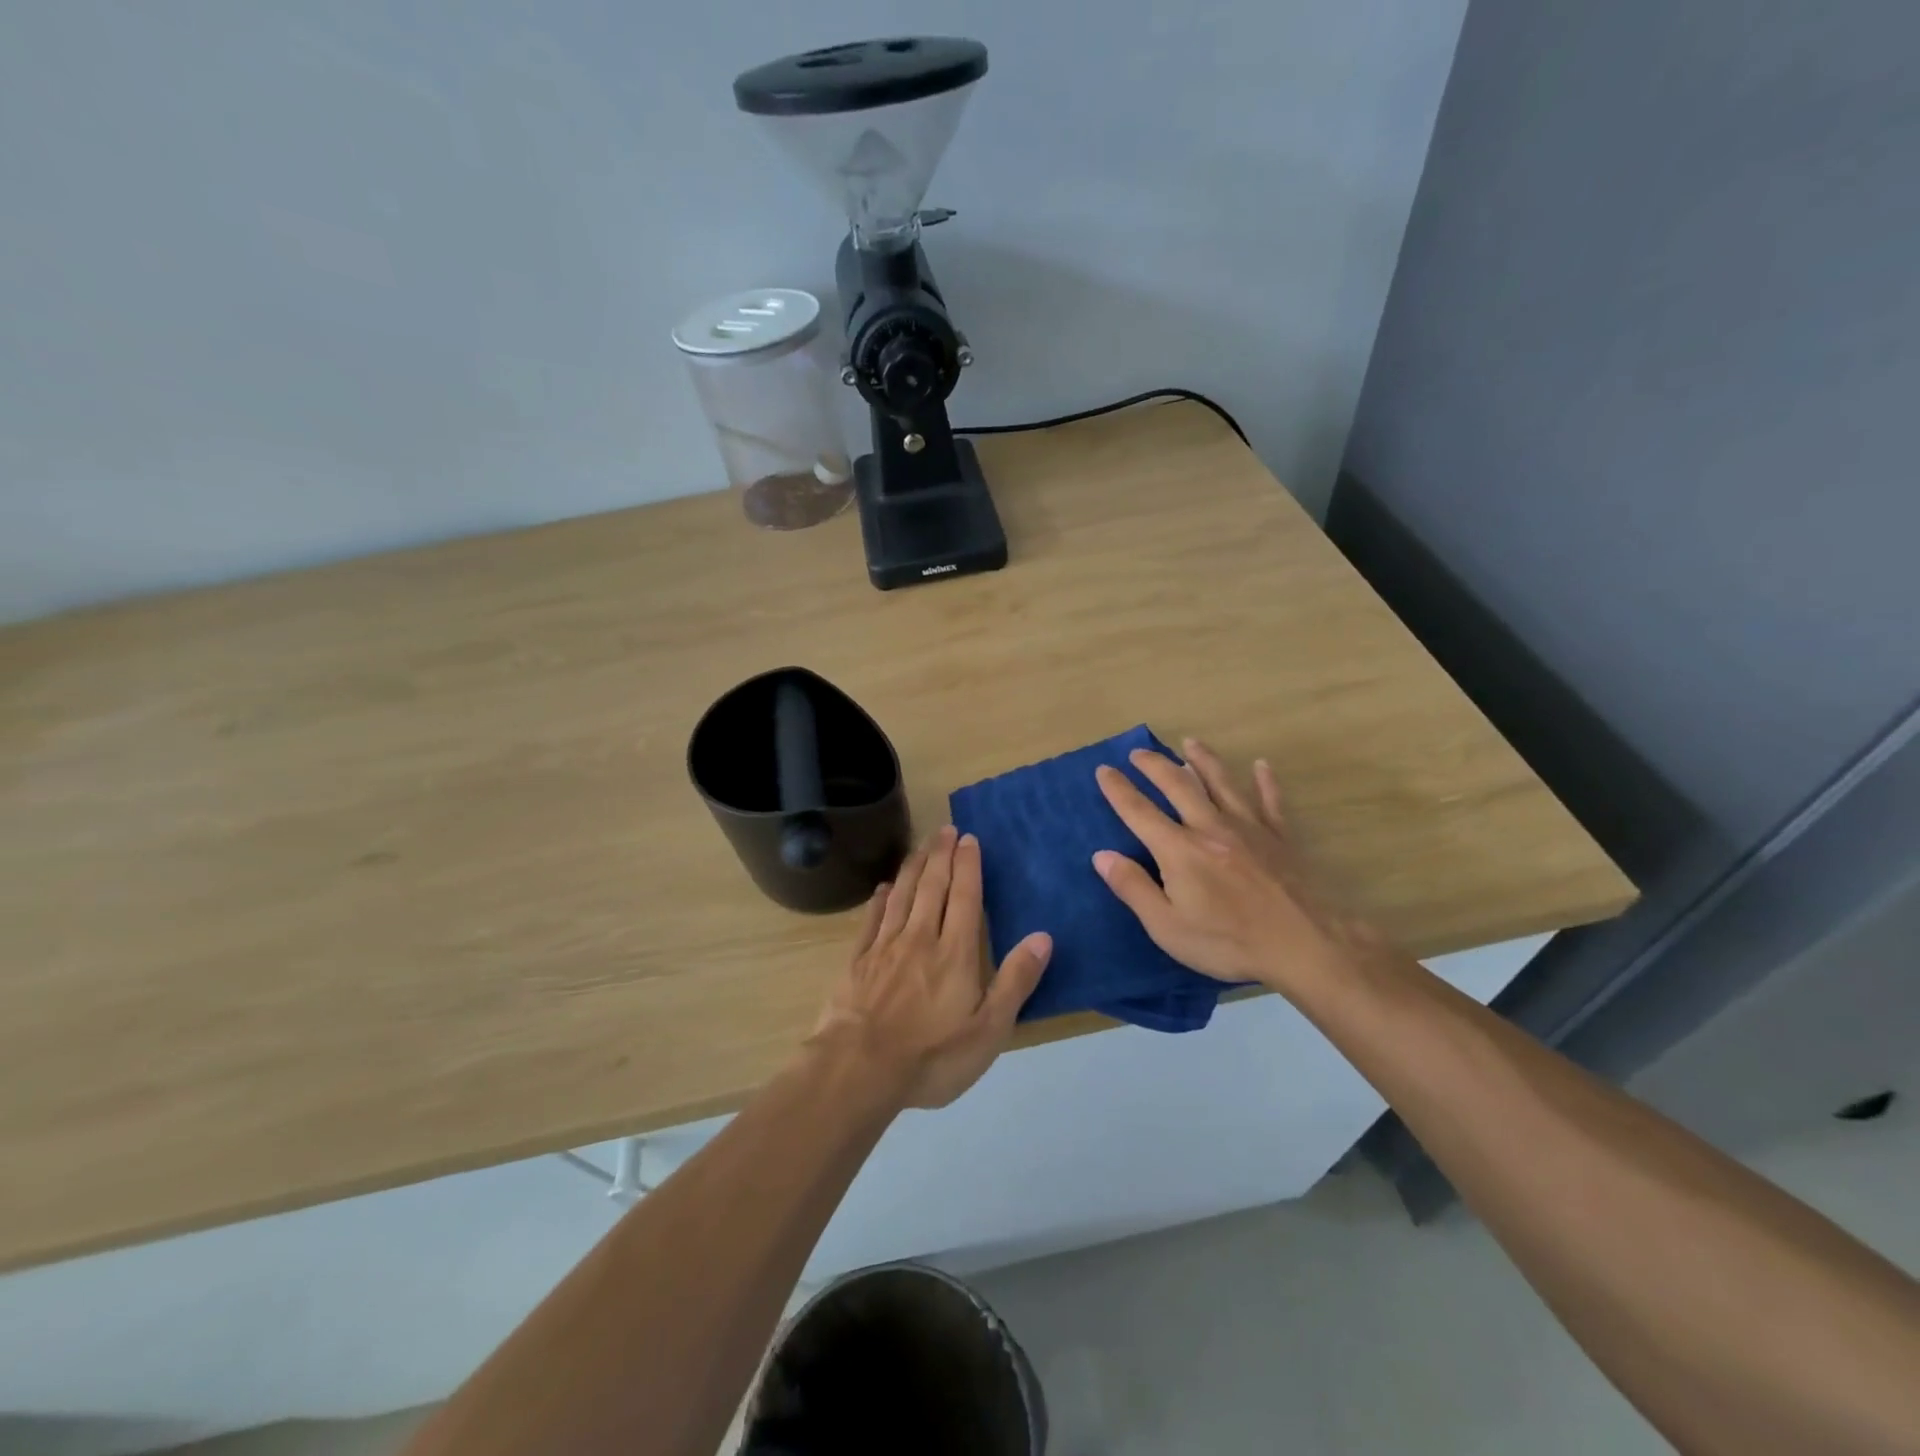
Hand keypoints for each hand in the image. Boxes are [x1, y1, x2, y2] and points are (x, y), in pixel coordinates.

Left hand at [810, 825, 1052, 1109]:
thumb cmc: (932, 1056)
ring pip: (902, 896)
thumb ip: (1015, 981)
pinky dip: (880, 899)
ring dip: (913, 868)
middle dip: (941, 856)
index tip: (969, 839)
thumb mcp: (989, 1029)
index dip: (968, 866)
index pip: (964, 898)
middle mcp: (920, 939)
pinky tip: (884, 887)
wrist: (859, 1069)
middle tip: (946, 829)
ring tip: (921, 846)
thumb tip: (1043, 937)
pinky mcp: (858, 962)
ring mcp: (885, 948)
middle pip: (932, 887)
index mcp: (954, 953)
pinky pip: (872, 920)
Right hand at [1093, 739, 1387, 997]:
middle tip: (1139, 752)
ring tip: (1190, 742)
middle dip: (1155, 766)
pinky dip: (1265, 782)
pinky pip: (1271, 801)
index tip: (1103, 769)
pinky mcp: (1280, 837)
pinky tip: (1262, 765)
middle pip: (1179, 785)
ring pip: (1222, 783)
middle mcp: (1210, 827)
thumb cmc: (1228, 941)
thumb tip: (1102, 855)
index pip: (1139, 811)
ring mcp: (1249, 828)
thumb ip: (1133, 888)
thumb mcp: (1167, 927)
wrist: (1304, 944)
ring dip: (1203, 759)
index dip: (1118, 789)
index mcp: (1179, 850)